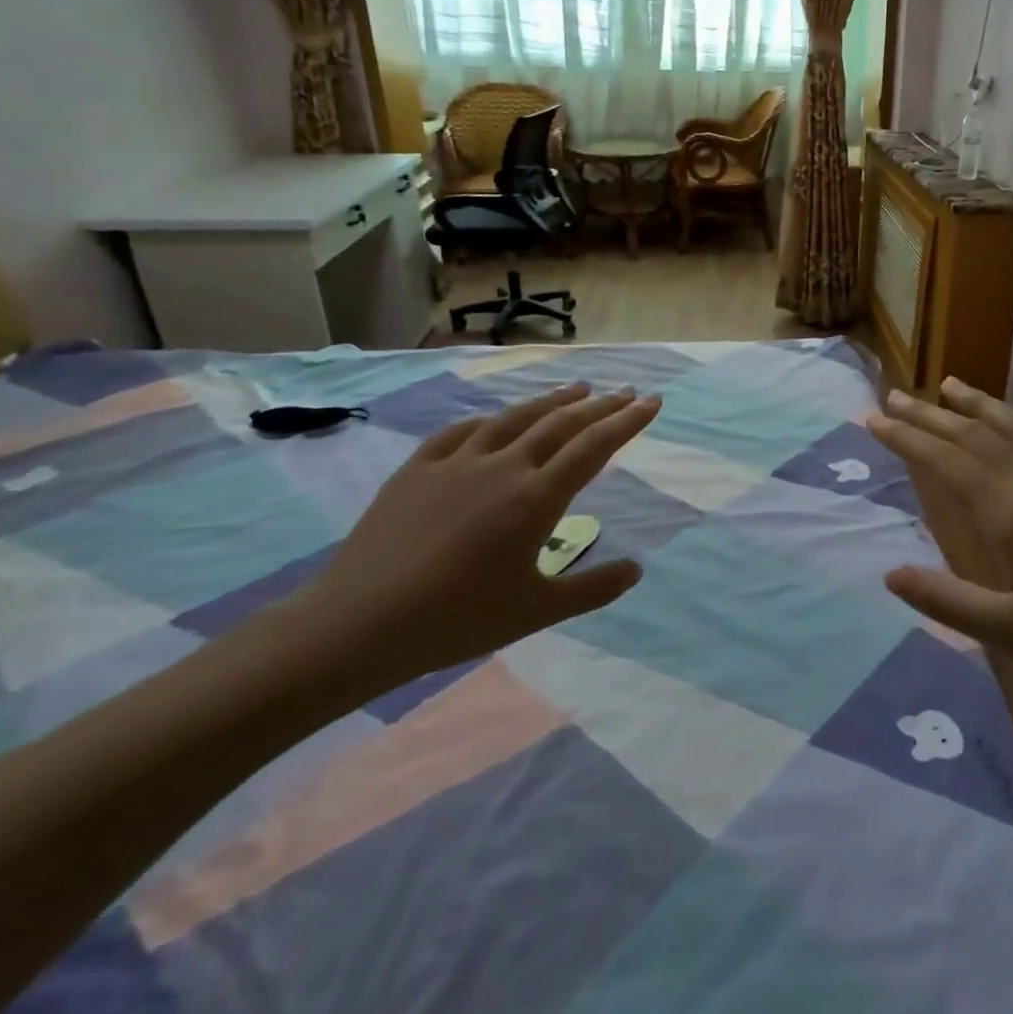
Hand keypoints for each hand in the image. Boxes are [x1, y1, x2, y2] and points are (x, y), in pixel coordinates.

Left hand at [279, 384, 660, 698]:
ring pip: (514, 418)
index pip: (594, 446)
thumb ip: (592, 588)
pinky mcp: (417, 469)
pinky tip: (495, 420)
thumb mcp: (537, 611)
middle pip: (561, 423)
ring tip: (575, 389)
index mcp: (536, 498)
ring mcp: (457, 462)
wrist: (360, 624)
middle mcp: (503, 467)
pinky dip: (490, 420)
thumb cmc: (458, 620)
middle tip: (626, 391)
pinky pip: (461, 431)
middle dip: (600, 404)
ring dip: (551, 401)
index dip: (628, 421)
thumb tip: (637, 570)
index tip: (652, 401)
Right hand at [869, 378, 1012, 706]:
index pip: (946, 462)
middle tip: (895, 396)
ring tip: (951, 385)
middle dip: (931, 415)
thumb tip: (889, 573)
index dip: (906, 438)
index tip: (873, 418)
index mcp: (1011, 513)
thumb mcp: (1008, 632)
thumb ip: (946, 599)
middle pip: (975, 436)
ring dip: (981, 406)